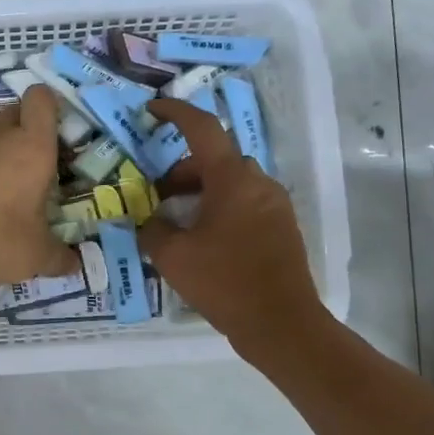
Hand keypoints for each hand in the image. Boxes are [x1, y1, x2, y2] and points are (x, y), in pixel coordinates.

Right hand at [140, 98, 325, 350]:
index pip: (202, 128)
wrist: (282, 324)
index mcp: (232, 179)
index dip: (175, 113)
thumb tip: (151, 220)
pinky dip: (221, 208)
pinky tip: (204, 240)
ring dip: (201, 191)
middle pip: (215, 159)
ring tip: (177, 221)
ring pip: (231, 183)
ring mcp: (275, 205)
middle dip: (181, 170)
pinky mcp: (282, 228)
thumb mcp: (173, 257)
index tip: (152, 110)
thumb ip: (153, 230)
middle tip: (155, 194)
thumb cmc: (224, 282)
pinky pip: (246, 203)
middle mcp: (258, 183)